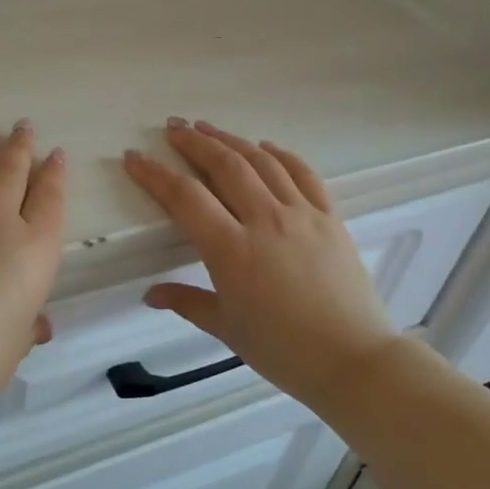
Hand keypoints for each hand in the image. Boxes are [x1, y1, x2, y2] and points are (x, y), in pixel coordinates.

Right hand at [123, 120, 392, 407]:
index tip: (134, 156)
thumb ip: (187, 302)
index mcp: (233, 250)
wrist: (354, 360)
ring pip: (261, 162)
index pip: (185, 198)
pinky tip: (265, 147)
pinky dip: (281, 155)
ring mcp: (302, 214)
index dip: (155, 174)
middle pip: (224, 165)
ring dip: (231, 140)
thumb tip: (151, 294)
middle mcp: (266, 221)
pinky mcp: (330, 218)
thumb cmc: (284, 351)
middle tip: (173, 128)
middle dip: (194, 142)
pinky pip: (303, 174)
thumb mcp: (227, 328)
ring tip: (208, 128)